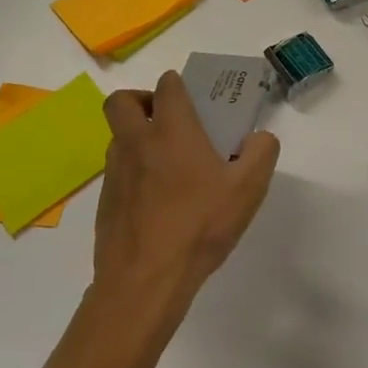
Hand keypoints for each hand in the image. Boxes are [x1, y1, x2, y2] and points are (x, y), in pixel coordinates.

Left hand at [94, 70, 279, 329]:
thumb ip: (262, 152)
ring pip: (118, 138)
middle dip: (142, 100)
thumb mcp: (249, 188)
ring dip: (138, 138)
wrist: (145, 282)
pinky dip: (135, 174)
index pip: (167, 86)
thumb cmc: (200, 226)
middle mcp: (137, 143)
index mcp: (171, 130)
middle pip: (121, 101)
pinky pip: (118, 173)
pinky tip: (159, 203)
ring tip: (170, 166)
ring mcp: (115, 174)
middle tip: (167, 119)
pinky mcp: (105, 204)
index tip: (195, 99)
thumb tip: (258, 138)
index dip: (179, 85)